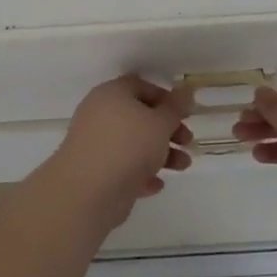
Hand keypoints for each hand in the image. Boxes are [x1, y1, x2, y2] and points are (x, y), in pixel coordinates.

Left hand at [47, 76, 194, 228]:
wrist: (89, 191)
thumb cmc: (128, 146)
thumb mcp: (160, 123)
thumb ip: (175, 107)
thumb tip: (186, 90)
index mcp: (112, 94)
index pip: (140, 86)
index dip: (165, 98)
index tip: (185, 113)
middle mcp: (100, 115)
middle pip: (139, 116)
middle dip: (167, 129)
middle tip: (188, 141)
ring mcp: (96, 144)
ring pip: (133, 144)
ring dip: (160, 154)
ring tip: (183, 166)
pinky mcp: (95, 172)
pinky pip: (123, 168)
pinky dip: (141, 174)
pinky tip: (157, 185)